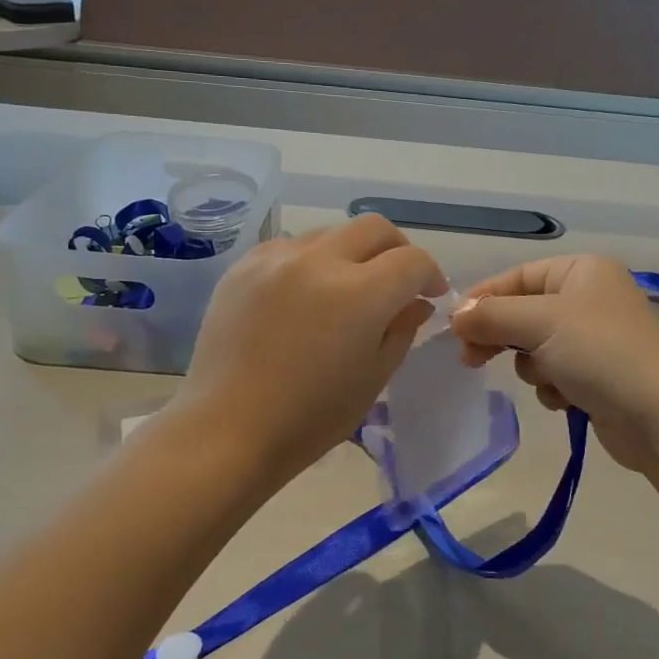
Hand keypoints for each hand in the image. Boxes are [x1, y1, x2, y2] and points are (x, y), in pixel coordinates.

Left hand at [174, 215, 445, 484]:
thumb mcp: (373, 378)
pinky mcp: (243, 267)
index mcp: (360, 294)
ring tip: (346, 289)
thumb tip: (416, 303)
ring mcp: (276, 259)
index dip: (430, 274)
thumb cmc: (310, 417)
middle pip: (374, 228)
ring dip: (351, 254)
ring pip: (330, 233)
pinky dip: (310, 261)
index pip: (411, 261)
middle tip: (398, 281)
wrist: (228, 429)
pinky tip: (303, 293)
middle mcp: (319, 261)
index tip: (430, 294)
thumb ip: (401, 330)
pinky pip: (289, 247)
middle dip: (396, 249)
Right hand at [449, 254, 658, 471]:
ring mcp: (594, 339)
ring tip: (549, 380)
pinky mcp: (597, 375)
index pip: (518, 276)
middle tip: (471, 359)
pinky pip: (553, 374)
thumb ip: (492, 315)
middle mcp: (589, 298)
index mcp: (582, 271)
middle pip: (523, 313)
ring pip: (534, 348)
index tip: (453, 326)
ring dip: (532, 367)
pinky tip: (567, 399)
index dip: (484, 299)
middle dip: (501, 337)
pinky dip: (552, 387)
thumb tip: (456, 316)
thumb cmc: (600, 352)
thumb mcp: (540, 322)